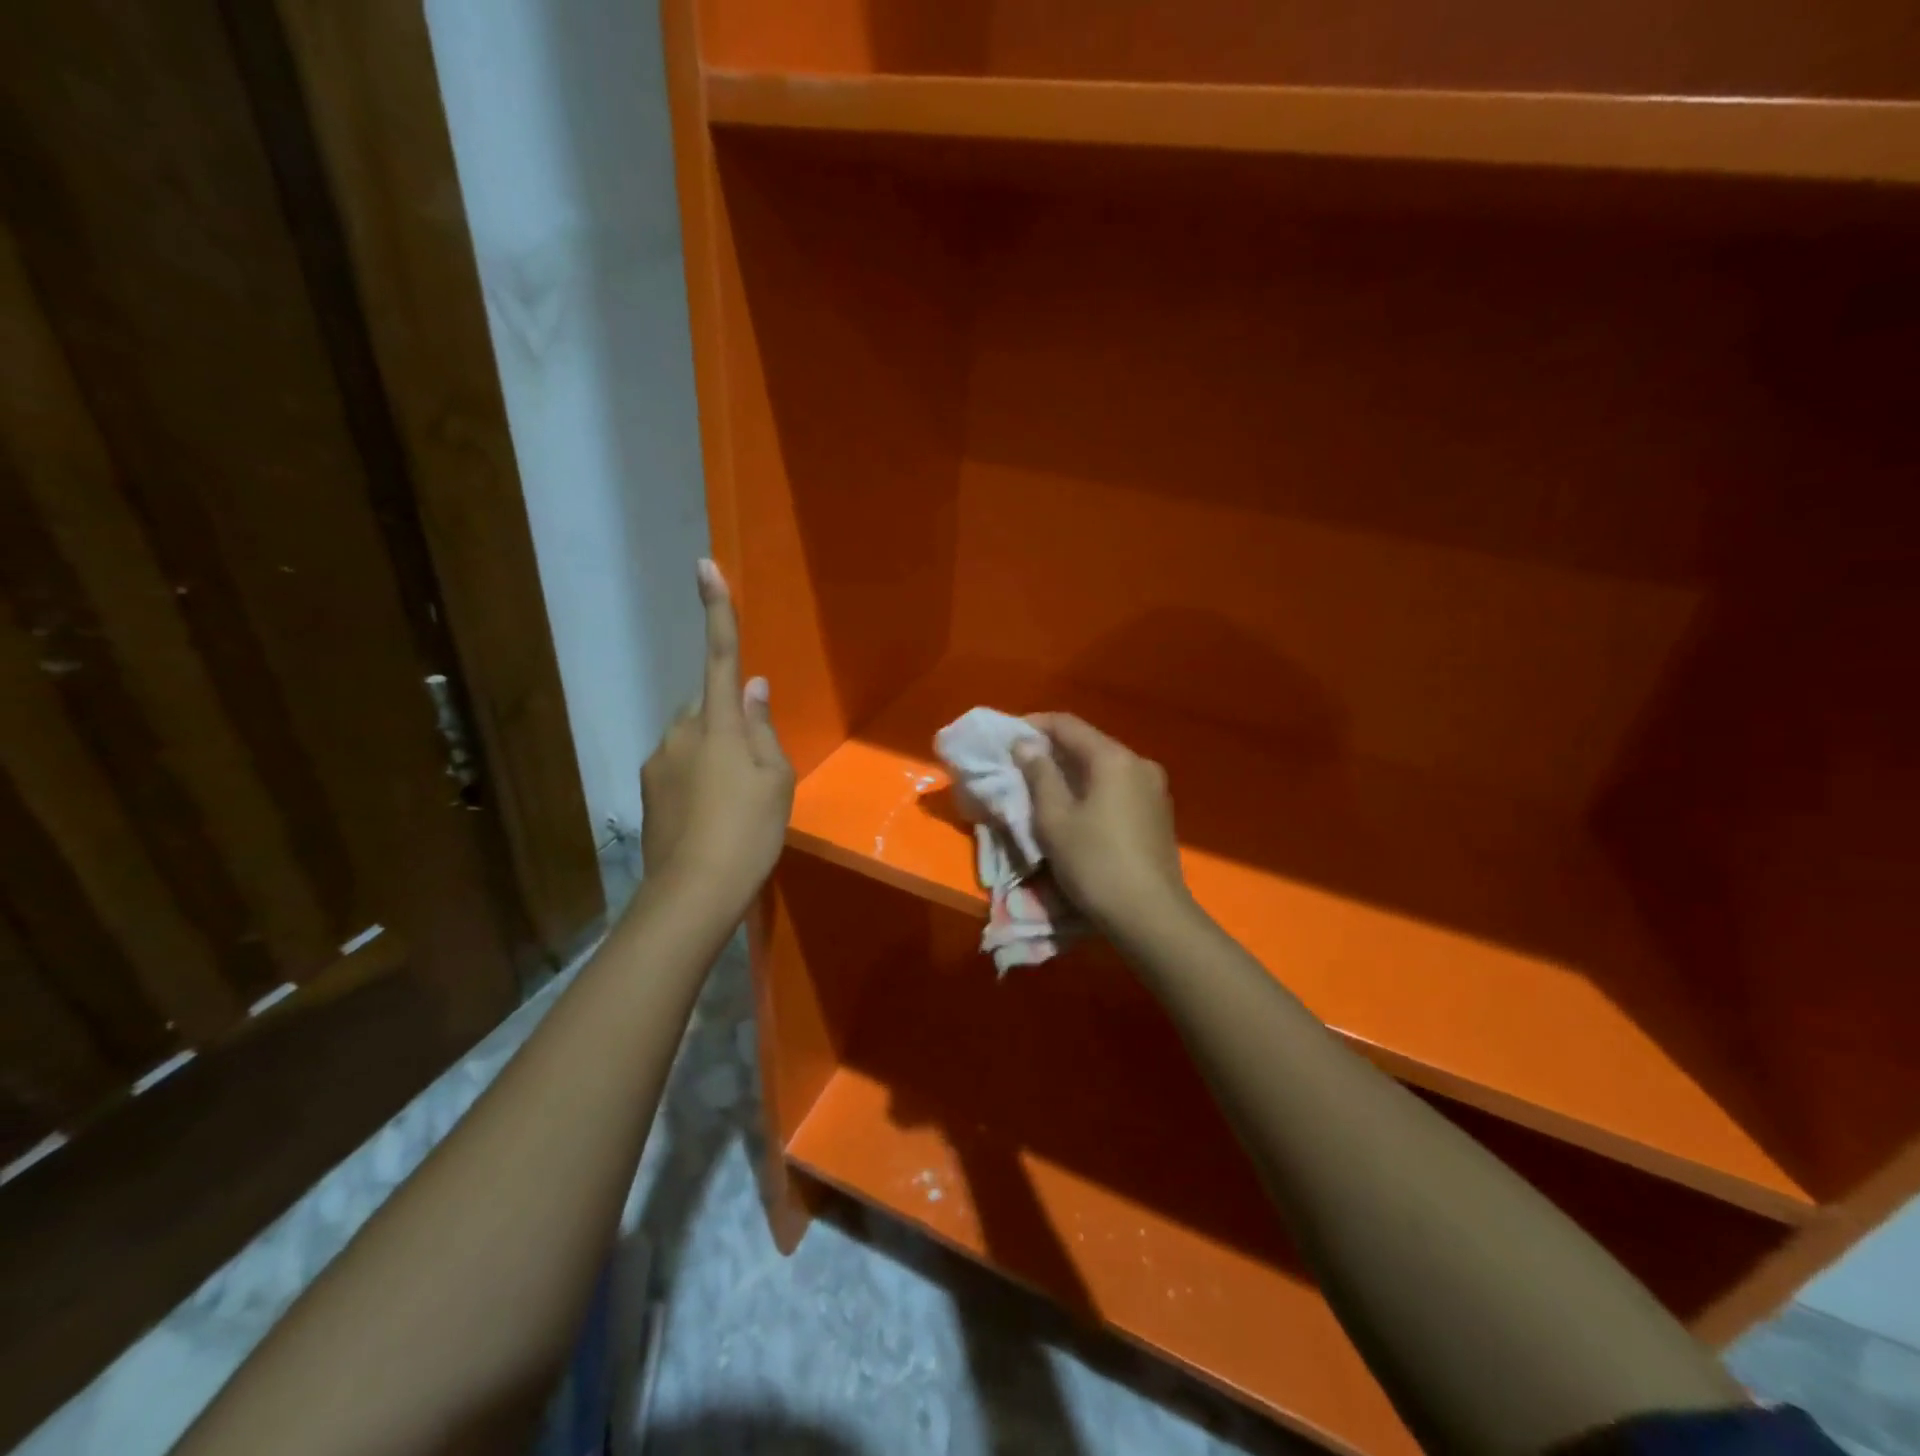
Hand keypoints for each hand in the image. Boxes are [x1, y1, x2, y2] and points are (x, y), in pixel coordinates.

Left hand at [639, 560, 793, 899]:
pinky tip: (712, 815)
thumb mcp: (776, 780)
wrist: (694, 892)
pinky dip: (696, 779)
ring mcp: (658, 761)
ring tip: (733, 801)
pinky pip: (678, 767)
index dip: (716, 611)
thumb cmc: (748, 831)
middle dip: (726, 722)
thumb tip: (753, 689)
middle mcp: (681, 732)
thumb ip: (763, 729)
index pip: (722, 657)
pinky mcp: (647, 790)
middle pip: (707, 708)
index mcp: (719, 724)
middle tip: (753, 768)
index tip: (703, 566)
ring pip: (692, 740)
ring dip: (712, 754)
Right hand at [1014, 714, 1191, 936]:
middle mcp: (1139, 763)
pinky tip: (1077, 808)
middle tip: (1021, 764)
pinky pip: (1118, 787)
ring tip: (1045, 787)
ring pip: (1105, 767)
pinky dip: (1093, 788)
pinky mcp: (1159, 813)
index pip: (1068, 725)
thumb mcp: (1054, 819)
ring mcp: (1154, 789)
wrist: (1150, 915)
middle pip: (1089, 743)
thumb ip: (1039, 775)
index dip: (1035, 725)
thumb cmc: (1095, 863)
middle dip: (1053, 749)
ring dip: (1073, 771)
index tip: (1008, 737)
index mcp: (1114, 758)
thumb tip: (1025, 744)